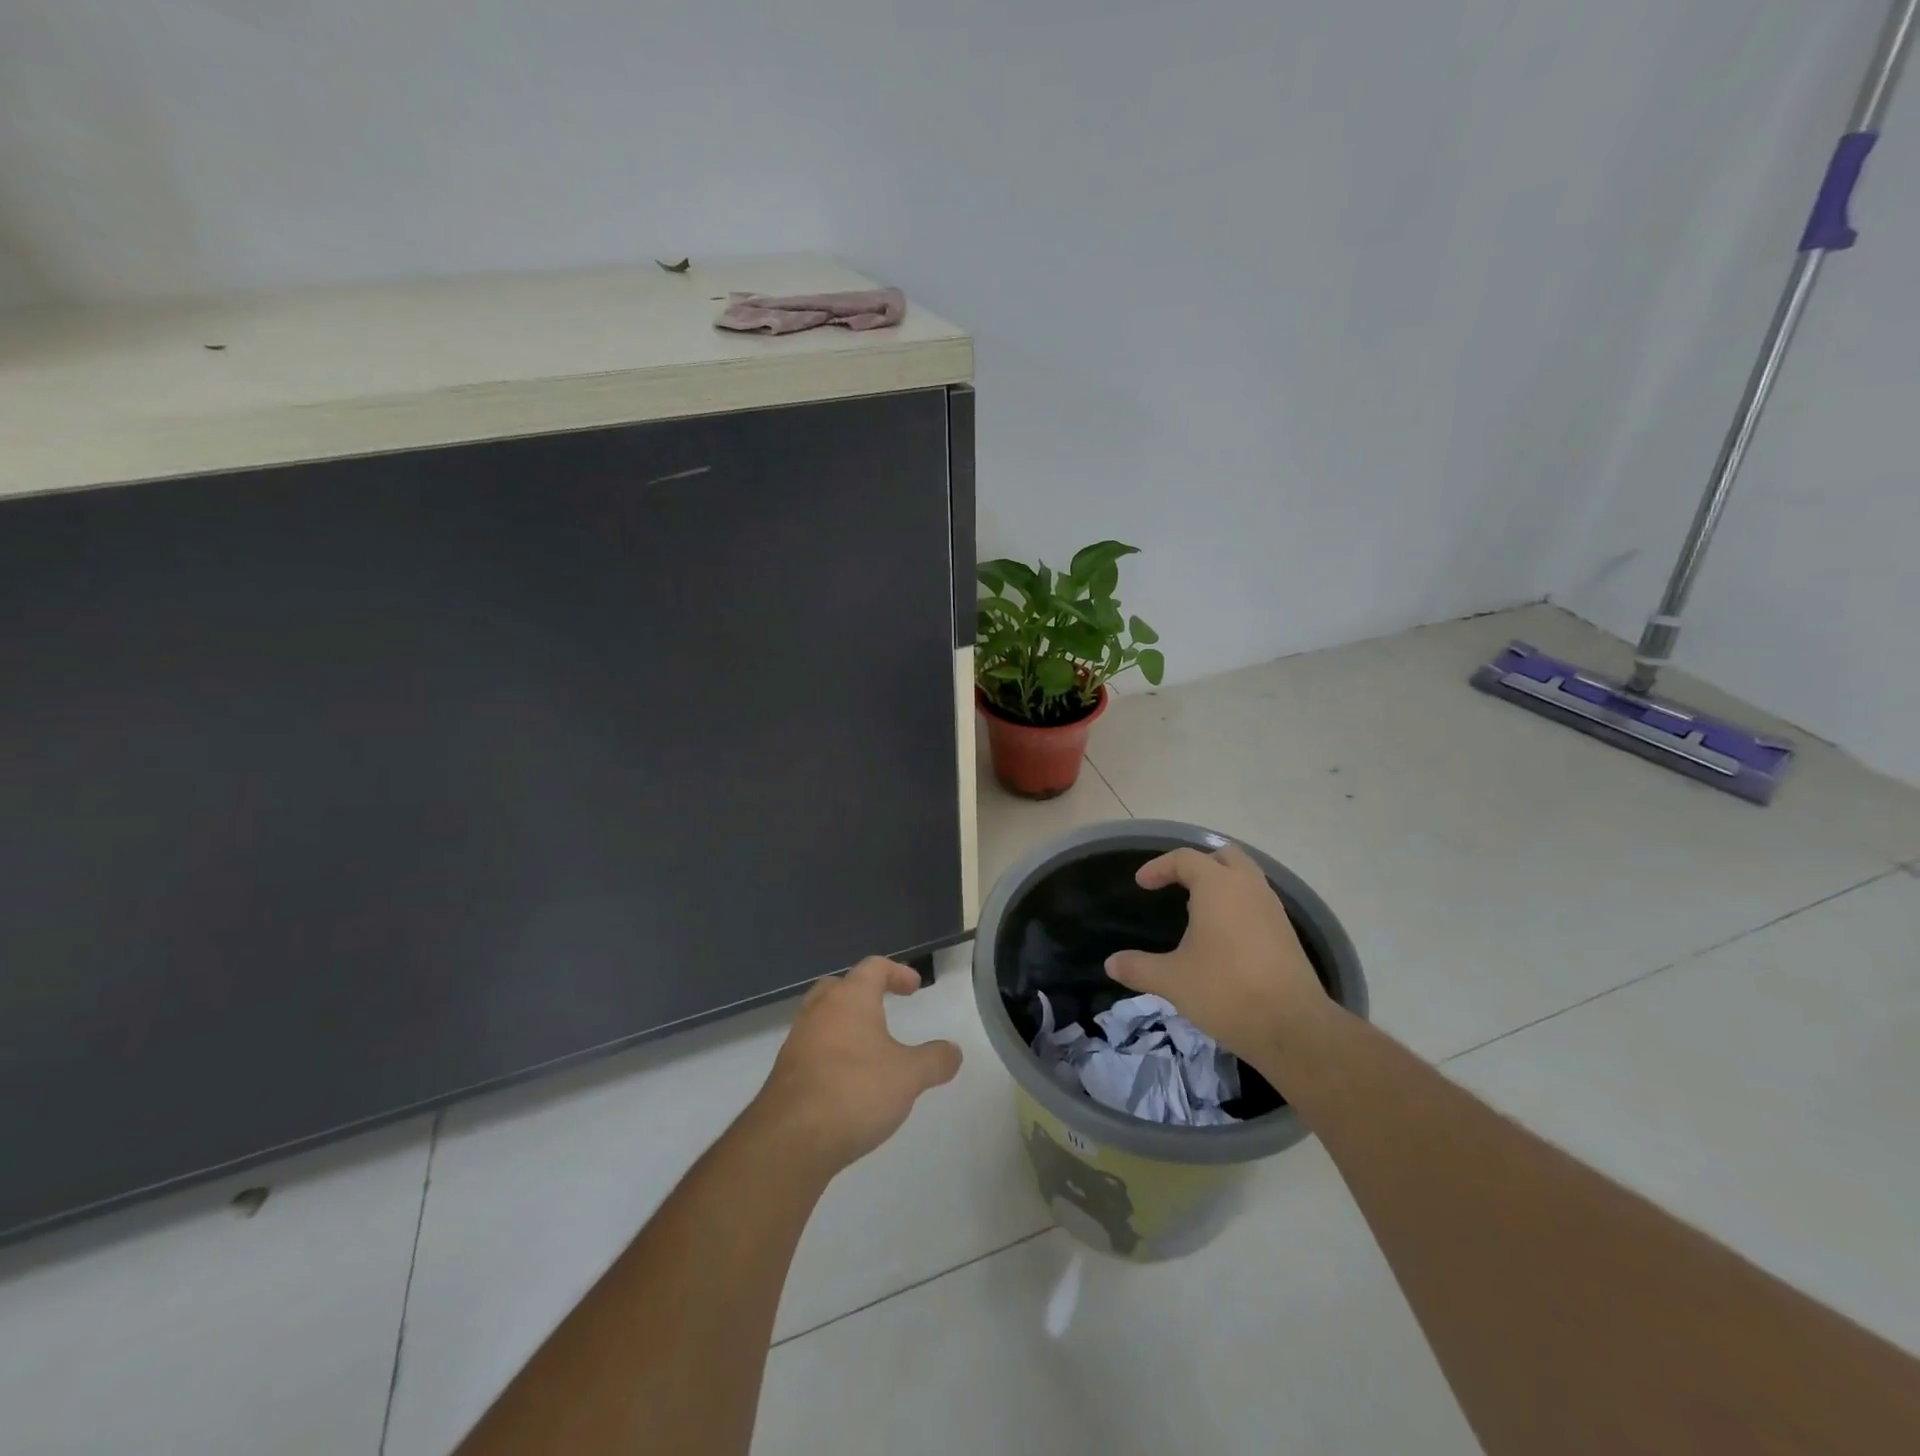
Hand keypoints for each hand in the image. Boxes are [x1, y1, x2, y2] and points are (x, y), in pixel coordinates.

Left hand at [753, 957, 962, 1175]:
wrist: (790, 1140)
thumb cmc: (855, 1091)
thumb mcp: (909, 1076)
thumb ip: (935, 1060)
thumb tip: (954, 1050)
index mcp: (849, 999)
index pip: (873, 967)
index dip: (896, 972)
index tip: (914, 987)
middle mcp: (819, 1012)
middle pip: (839, 986)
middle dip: (862, 993)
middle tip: (883, 1007)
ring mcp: (797, 1042)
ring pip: (822, 1019)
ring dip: (845, 1026)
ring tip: (869, 1050)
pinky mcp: (785, 1074)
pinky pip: (812, 1050)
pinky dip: (831, 1054)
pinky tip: (847, 1081)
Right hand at [1105, 844, 1333, 1075]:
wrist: (1292, 1027)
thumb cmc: (1225, 991)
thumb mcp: (1172, 980)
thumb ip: (1138, 967)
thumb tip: (1110, 964)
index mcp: (1218, 887)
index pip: (1185, 859)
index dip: (1159, 867)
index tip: (1142, 884)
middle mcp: (1248, 888)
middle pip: (1224, 856)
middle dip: (1198, 865)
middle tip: (1176, 884)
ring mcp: (1273, 910)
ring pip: (1246, 878)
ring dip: (1221, 883)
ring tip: (1197, 910)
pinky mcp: (1287, 934)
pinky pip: (1258, 902)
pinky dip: (1238, 905)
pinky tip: (1223, 936)